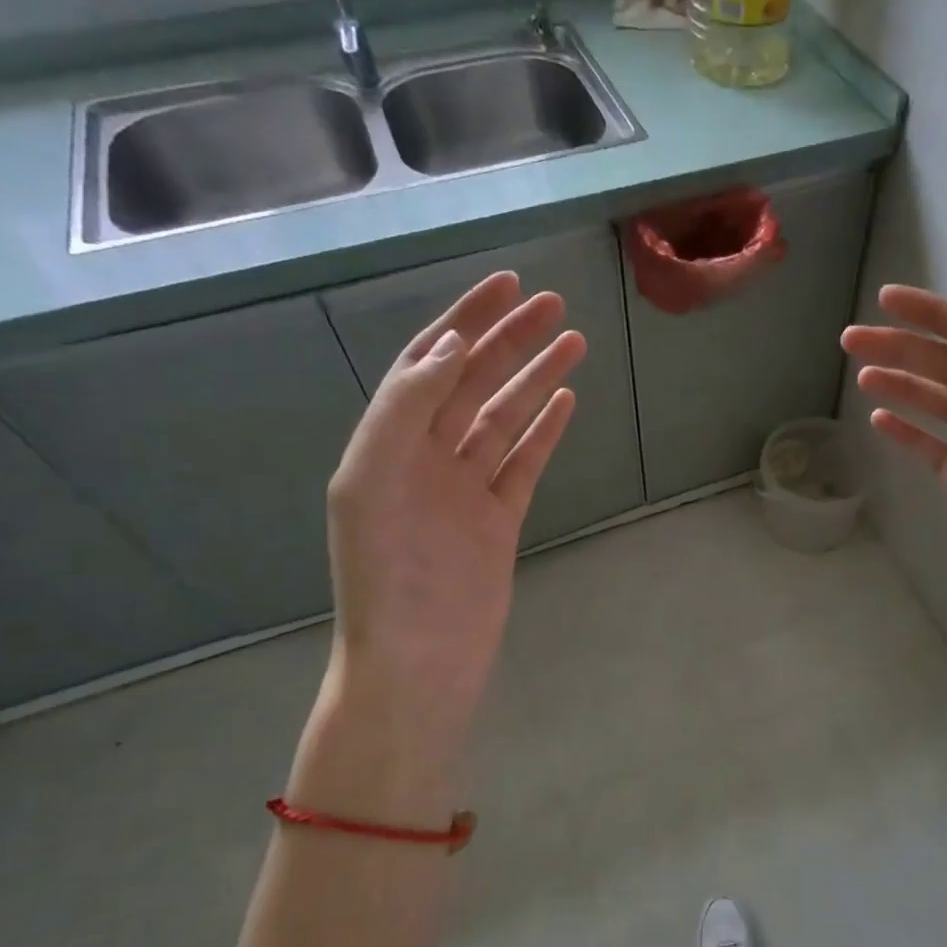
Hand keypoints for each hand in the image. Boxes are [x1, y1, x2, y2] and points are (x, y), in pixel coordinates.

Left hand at [308, 272, 583, 813]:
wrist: (419, 661)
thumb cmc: (388, 578)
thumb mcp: (372, 482)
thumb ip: (405, 410)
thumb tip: (453, 348)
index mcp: (386, 443)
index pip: (428, 364)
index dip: (464, 321)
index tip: (506, 285)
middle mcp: (424, 457)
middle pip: (473, 382)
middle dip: (511, 340)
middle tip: (556, 304)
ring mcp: (464, 489)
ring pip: (504, 417)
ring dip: (536, 378)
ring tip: (574, 342)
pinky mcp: (498, 519)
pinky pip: (523, 463)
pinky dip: (545, 430)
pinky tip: (566, 401)